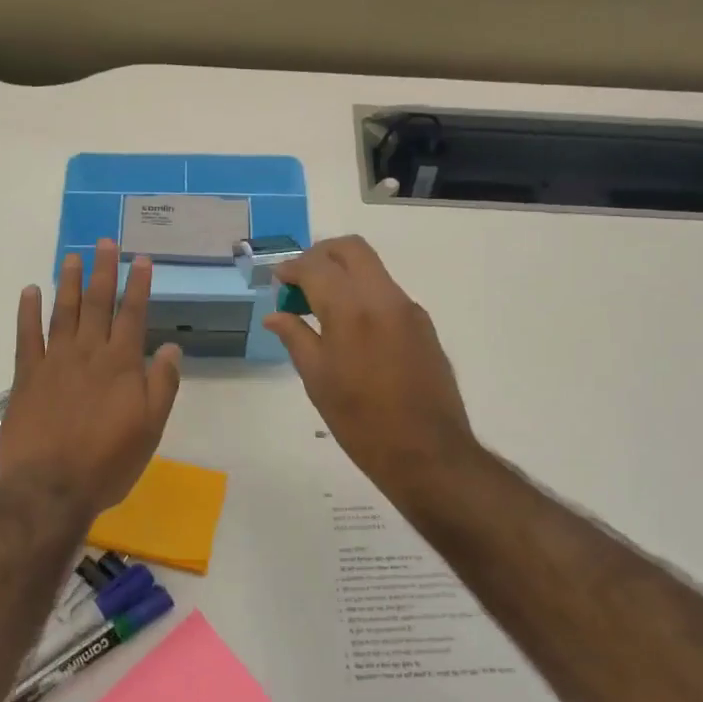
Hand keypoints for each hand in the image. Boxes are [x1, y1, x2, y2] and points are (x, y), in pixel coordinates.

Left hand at [0, 239, 182, 525]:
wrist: (49, 488)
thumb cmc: (107, 463)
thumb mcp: (151, 429)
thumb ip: (162, 385)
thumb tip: (172, 347)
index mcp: (121, 365)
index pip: (133, 315)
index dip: (138, 285)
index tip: (141, 259)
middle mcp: (88, 353)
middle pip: (97, 303)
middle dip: (103, 271)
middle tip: (104, 242)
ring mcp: (54, 362)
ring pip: (63, 312)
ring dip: (68, 282)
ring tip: (72, 256)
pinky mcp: (27, 376)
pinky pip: (27, 336)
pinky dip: (28, 312)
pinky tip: (30, 292)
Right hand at [264, 236, 481, 508]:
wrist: (427, 452)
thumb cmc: (361, 421)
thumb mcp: (318, 380)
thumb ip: (296, 338)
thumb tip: (275, 315)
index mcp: (352, 310)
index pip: (316, 266)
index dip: (291, 268)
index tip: (277, 281)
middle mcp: (384, 298)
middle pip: (351, 249)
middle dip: (320, 256)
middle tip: (300, 281)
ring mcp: (408, 309)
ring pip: (372, 268)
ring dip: (343, 274)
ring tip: (321, 306)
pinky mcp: (423, 325)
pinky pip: (387, 293)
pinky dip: (363, 294)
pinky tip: (350, 328)